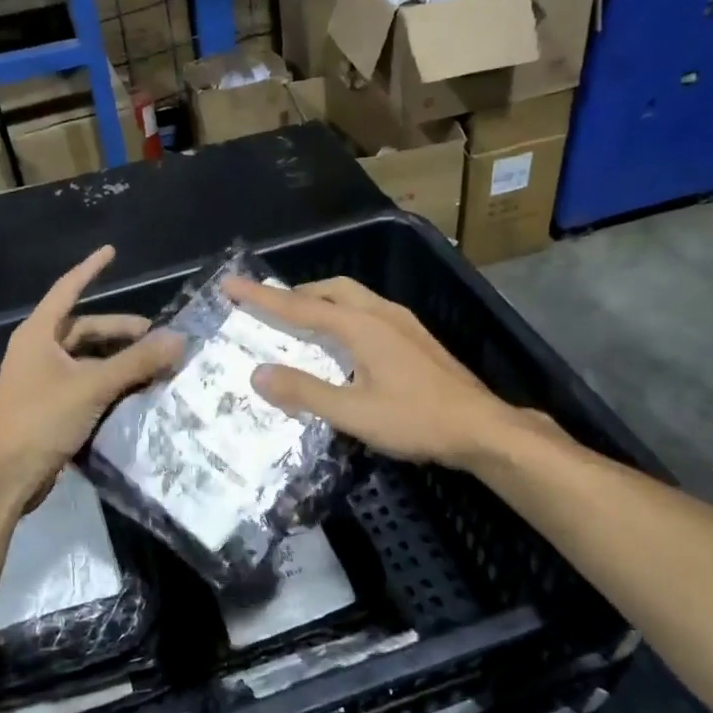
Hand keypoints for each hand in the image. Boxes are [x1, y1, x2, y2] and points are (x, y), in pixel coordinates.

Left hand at [0, 246, 182, 500]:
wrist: (4, 476)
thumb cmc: (41, 419)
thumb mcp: (92, 386)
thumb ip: (136, 362)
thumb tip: (179, 340)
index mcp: (39, 334)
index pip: (68, 289)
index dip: (90, 269)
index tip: (112, 252)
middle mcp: (38, 351)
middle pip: (84, 329)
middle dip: (120, 331)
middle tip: (157, 338)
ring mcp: (42, 381)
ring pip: (87, 360)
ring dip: (118, 360)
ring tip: (153, 366)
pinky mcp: (50, 407)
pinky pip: (85, 384)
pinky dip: (109, 383)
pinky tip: (134, 392)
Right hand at [222, 275, 544, 467]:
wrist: (481, 427)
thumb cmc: (416, 420)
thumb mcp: (353, 413)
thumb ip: (305, 392)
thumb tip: (258, 374)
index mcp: (361, 326)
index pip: (300, 306)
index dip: (262, 297)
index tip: (230, 284)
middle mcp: (381, 314)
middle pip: (330, 289)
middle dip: (295, 293)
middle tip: (269, 305)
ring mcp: (403, 323)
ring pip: (353, 297)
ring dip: (321, 300)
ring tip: (301, 318)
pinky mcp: (416, 338)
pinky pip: (368, 311)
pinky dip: (343, 313)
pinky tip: (345, 340)